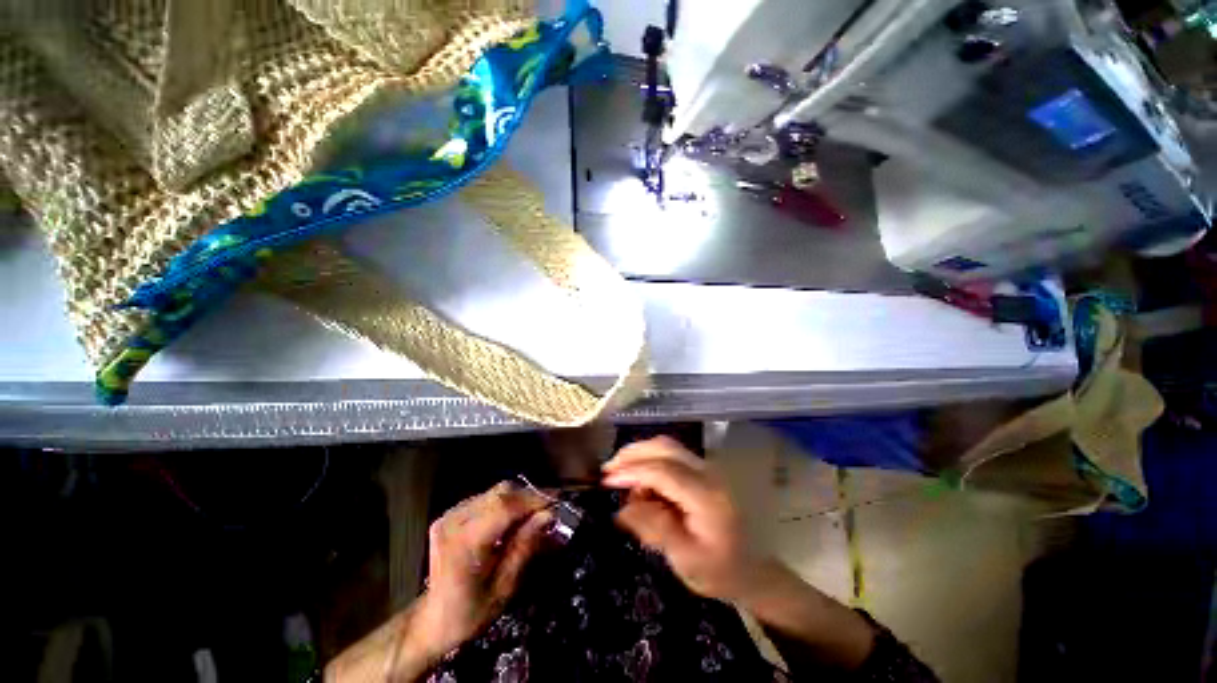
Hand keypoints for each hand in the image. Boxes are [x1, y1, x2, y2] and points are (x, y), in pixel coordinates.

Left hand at [414, 481, 552, 656]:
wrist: (432, 621)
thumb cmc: (470, 613)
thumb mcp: (504, 588)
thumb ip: (524, 547)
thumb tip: (547, 515)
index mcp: (465, 542)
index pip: (506, 506)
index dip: (534, 500)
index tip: (558, 501)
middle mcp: (455, 520)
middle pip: (502, 492)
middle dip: (530, 496)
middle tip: (550, 508)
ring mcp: (451, 514)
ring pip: (496, 491)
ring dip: (520, 498)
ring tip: (536, 512)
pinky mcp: (451, 513)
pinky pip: (487, 498)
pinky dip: (507, 502)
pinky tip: (515, 517)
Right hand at [604, 439, 876, 671]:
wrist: (755, 570)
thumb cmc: (722, 572)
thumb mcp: (685, 560)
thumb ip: (654, 529)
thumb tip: (622, 508)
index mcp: (708, 497)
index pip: (664, 471)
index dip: (633, 471)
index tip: (607, 480)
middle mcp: (710, 473)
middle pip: (665, 447)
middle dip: (633, 454)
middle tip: (609, 470)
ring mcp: (709, 469)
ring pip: (668, 447)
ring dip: (641, 456)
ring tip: (622, 477)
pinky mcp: (705, 471)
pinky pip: (673, 456)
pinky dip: (652, 462)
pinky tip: (642, 482)